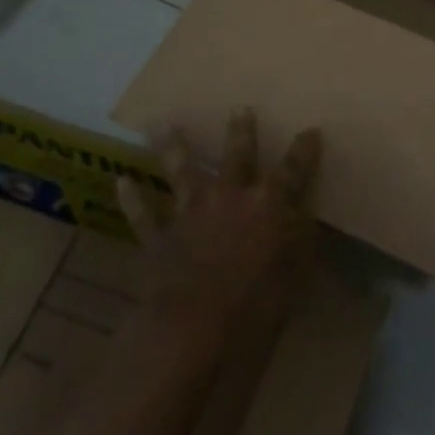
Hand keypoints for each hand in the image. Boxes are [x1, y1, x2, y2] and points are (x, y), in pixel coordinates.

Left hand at [115, 110, 321, 332]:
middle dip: (242, 131)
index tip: (311, 130)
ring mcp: (192, 212)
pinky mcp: (161, 236)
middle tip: (240, 107)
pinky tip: (122, 181)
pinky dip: (132, 198)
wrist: (193, 326)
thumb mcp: (297, 277)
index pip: (294, 170)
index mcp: (269, 204)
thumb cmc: (256, 306)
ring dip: (173, 146)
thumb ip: (302, 244)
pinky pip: (143, 214)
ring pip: (182, 170)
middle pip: (238, 155)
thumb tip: (305, 220)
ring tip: (163, 124)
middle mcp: (231, 196)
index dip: (304, 151)